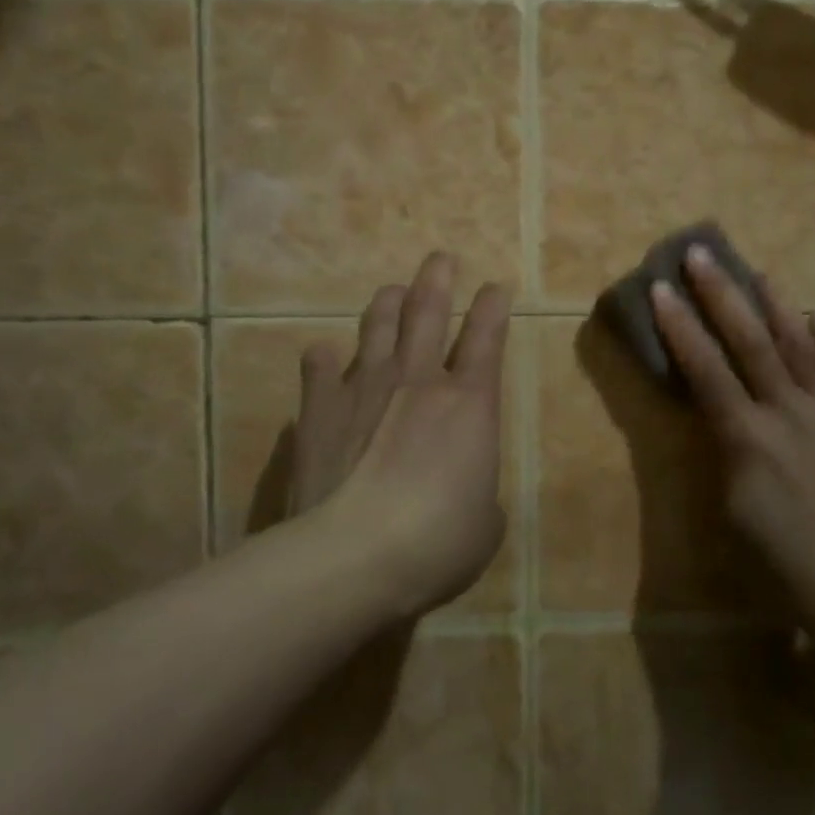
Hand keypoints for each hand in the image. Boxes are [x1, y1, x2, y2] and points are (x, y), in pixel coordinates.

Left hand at [290, 252, 510, 617]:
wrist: (354, 556)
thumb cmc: (438, 541)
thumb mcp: (485, 524)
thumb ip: (480, 494)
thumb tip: (469, 491)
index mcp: (470, 403)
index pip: (487, 336)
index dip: (494, 306)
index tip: (496, 286)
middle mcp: (418, 380)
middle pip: (428, 311)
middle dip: (437, 280)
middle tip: (440, 259)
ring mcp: (364, 388)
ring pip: (377, 326)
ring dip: (387, 304)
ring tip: (392, 291)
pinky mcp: (318, 410)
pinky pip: (320, 368)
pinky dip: (325, 359)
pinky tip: (324, 354)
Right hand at [650, 245, 814, 620]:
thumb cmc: (775, 553)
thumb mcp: (730, 503)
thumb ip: (723, 447)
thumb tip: (720, 410)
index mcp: (747, 436)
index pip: (706, 370)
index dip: (680, 328)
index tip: (661, 290)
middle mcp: (788, 412)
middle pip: (751, 342)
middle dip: (721, 296)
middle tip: (701, 256)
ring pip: (800, 346)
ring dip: (775, 305)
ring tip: (757, 271)